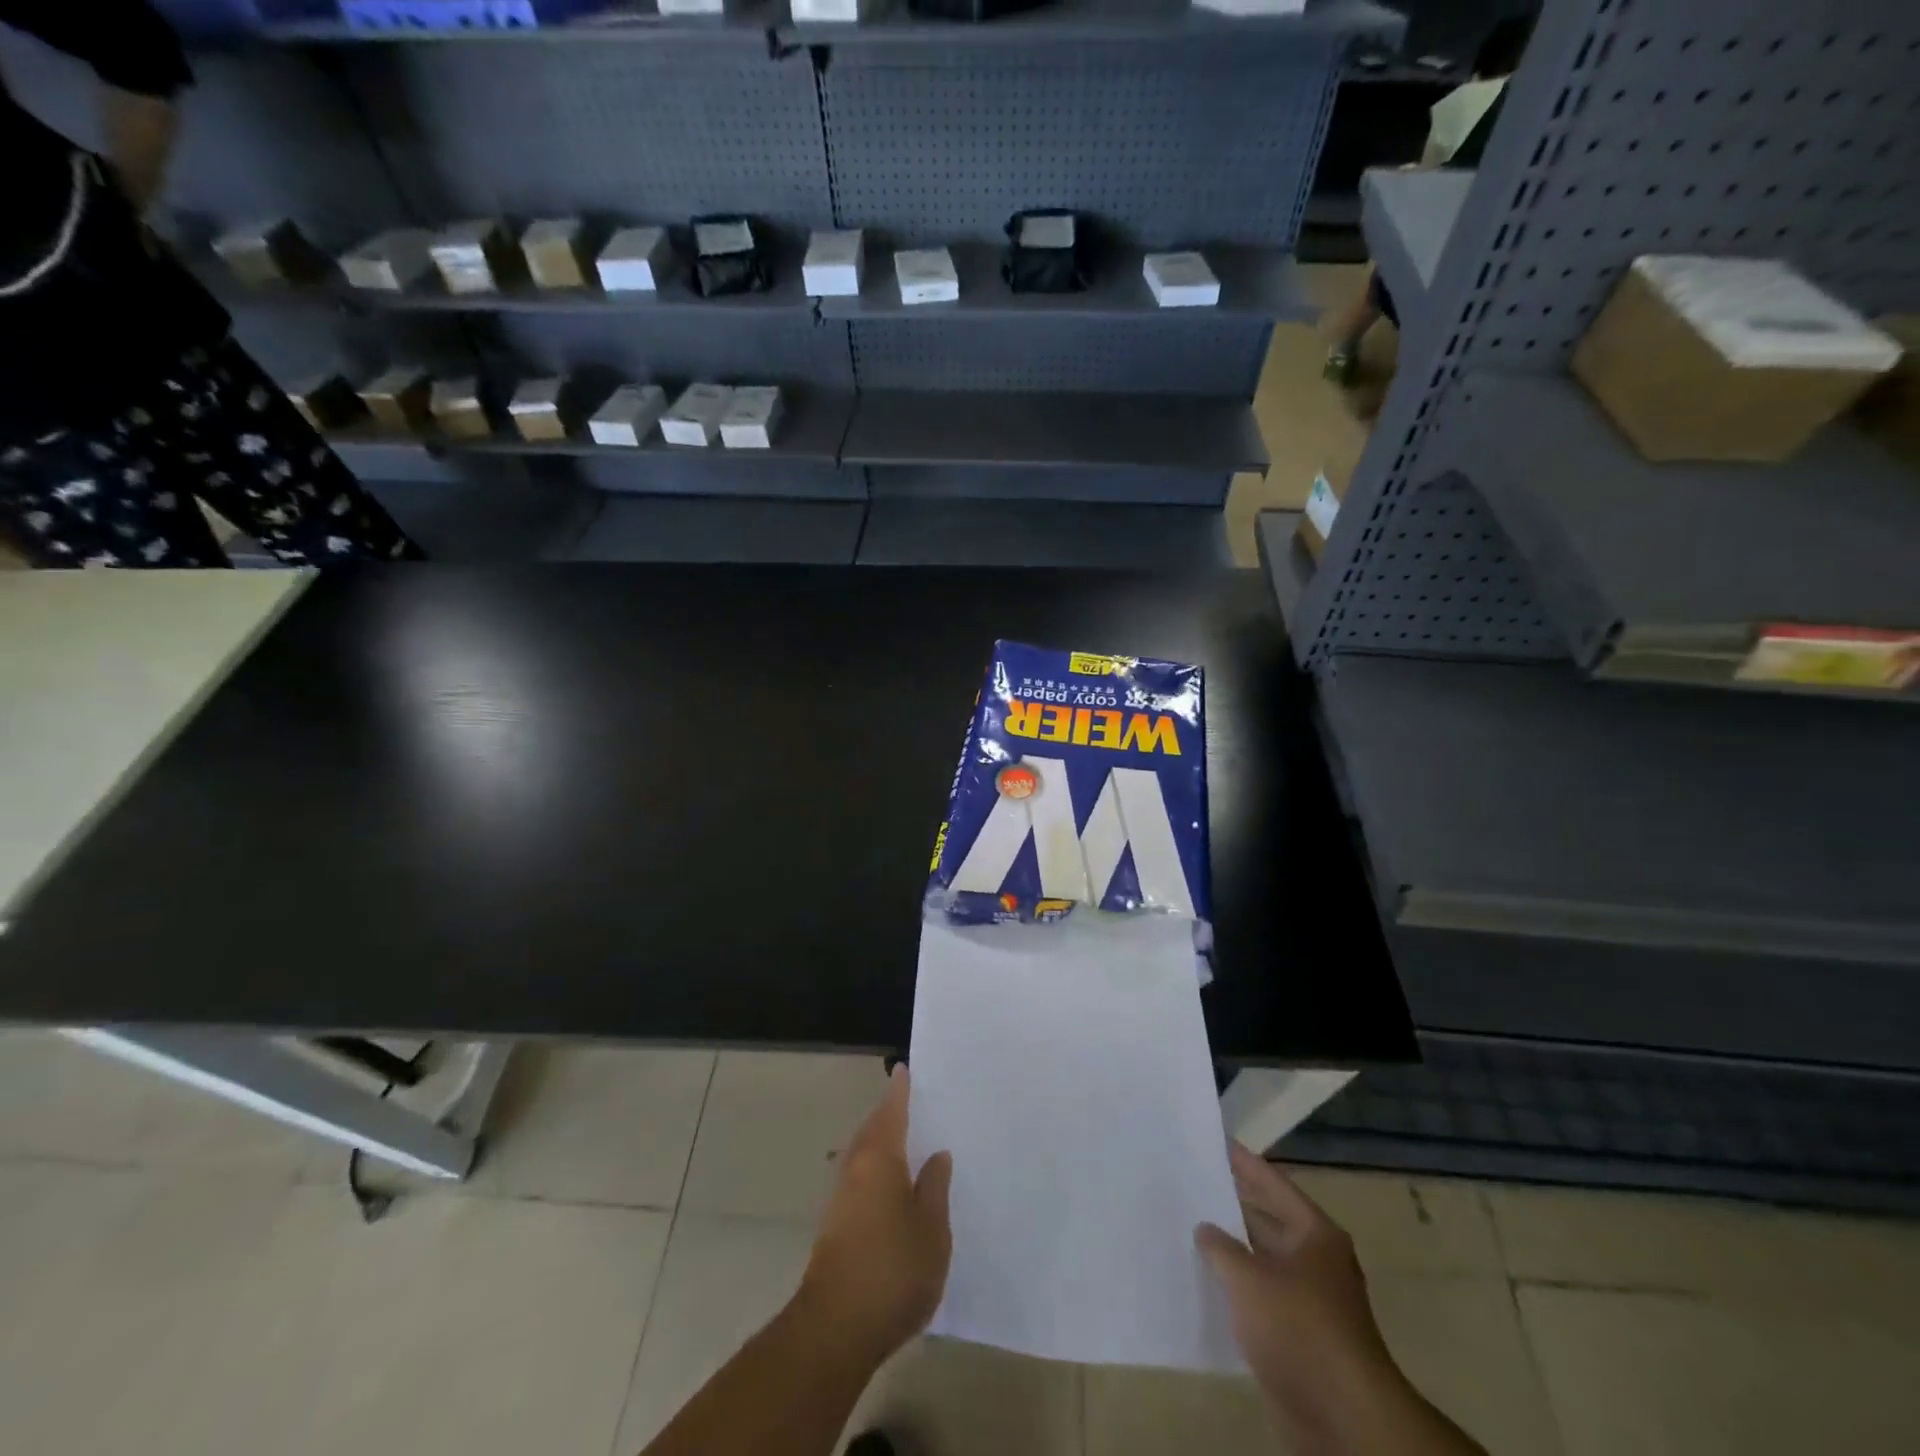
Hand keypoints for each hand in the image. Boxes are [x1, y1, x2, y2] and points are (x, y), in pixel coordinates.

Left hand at [798, 1065, 953, 1364]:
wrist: (835, 1329)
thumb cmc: (892, 1270)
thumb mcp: (932, 1229)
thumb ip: (935, 1187)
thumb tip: (936, 1154)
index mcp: (879, 1158)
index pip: (891, 1111)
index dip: (899, 1090)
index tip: (903, 1069)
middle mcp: (855, 1168)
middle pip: (872, 1129)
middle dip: (888, 1114)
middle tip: (910, 1101)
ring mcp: (840, 1197)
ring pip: (863, 1154)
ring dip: (880, 1142)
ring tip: (906, 1140)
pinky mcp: (835, 1225)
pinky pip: (859, 1178)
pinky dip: (875, 1168)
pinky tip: (892, 1185)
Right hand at [1197, 1146, 1485, 1454]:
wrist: (1343, 1417)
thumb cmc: (1298, 1328)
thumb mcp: (1248, 1278)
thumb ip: (1220, 1246)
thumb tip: (1205, 1228)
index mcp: (1315, 1234)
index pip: (1273, 1183)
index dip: (1244, 1162)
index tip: (1215, 1141)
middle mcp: (1317, 1260)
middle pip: (1269, 1221)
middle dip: (1232, 1206)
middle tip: (1192, 1183)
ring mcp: (1311, 1300)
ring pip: (1263, 1262)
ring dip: (1232, 1251)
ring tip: (1188, 1228)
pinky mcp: (1301, 1336)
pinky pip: (1262, 1298)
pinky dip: (1237, 1289)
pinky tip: (1205, 1282)